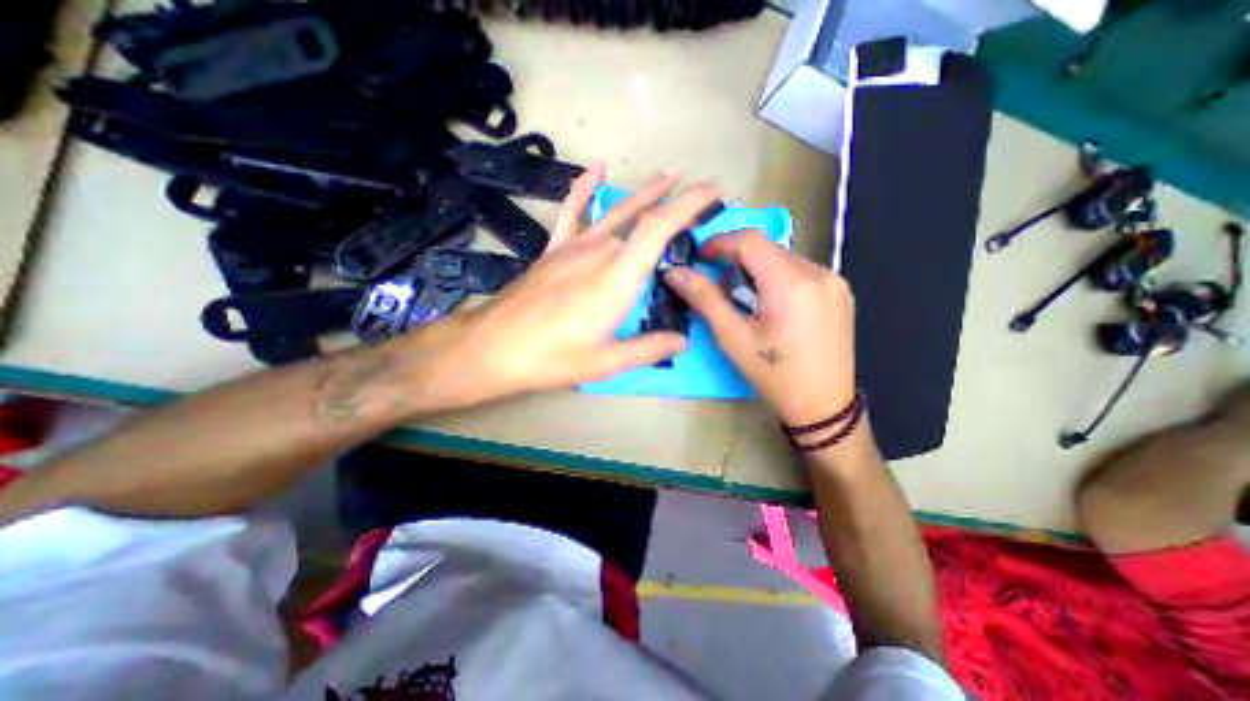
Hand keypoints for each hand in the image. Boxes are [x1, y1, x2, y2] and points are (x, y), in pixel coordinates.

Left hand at [396, 164, 728, 409]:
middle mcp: (599, 251)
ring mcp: (574, 246)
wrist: (493, 346)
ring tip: (669, 175)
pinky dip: (585, 187)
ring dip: (645, 193)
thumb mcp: (606, 362)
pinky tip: (597, 167)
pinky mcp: (555, 249)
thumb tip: (681, 340)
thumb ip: (648, 348)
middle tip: (703, 196)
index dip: (690, 203)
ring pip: (617, 211)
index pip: (660, 227)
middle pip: (644, 219)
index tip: (715, 190)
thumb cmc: (552, 358)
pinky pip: (573, 210)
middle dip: (676, 206)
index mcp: (617, 277)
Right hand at [663, 229, 859, 427]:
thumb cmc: (773, 375)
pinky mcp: (842, 292)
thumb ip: (704, 299)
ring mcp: (835, 281)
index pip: (751, 240)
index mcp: (792, 284)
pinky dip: (779, 278)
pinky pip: (802, 271)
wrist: (823, 406)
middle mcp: (819, 273)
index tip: (701, 257)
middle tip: (721, 286)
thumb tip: (675, 272)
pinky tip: (773, 306)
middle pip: (768, 248)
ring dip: (759, 269)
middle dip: (739, 259)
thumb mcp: (733, 338)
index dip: (721, 242)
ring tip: (747, 299)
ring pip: (785, 259)